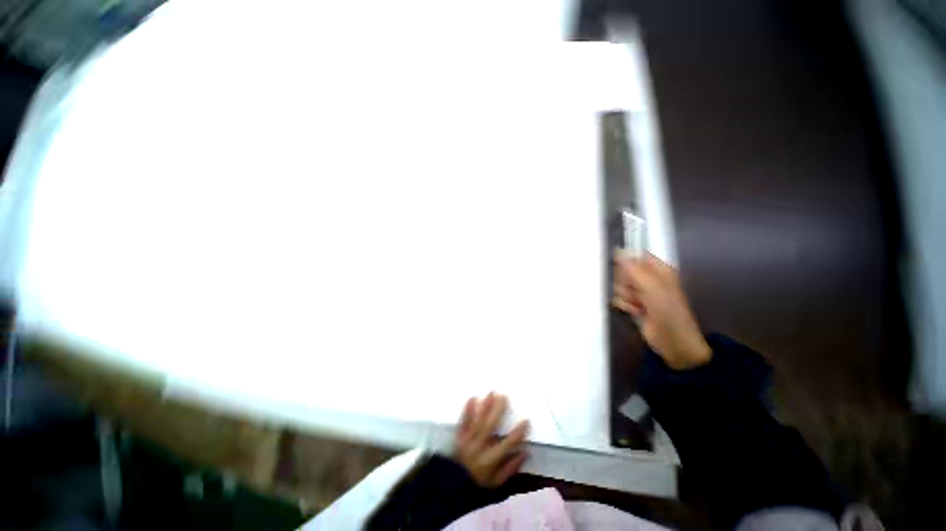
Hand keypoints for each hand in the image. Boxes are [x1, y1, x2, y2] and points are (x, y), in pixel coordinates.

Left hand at [454, 393, 529, 487]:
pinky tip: (472, 398)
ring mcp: (468, 440)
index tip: (526, 421)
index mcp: (491, 459)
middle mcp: (480, 447)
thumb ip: (511, 468)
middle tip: (504, 397)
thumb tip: (525, 452)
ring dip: (485, 406)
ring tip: (492, 392)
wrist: (453, 484)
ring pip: (478, 420)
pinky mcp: (460, 436)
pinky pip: (463, 421)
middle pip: (490, 426)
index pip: (508, 444)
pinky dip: (467, 410)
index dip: (518, 433)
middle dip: (498, 411)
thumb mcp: (497, 482)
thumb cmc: (479, 482)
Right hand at [612, 253, 711, 369]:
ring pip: (619, 285)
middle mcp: (648, 279)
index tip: (623, 271)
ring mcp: (640, 292)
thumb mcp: (652, 286)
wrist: (672, 340)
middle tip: (636, 291)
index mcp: (658, 270)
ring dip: (626, 296)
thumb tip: (618, 252)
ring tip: (638, 304)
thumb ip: (633, 269)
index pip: (636, 256)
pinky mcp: (632, 304)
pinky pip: (618, 298)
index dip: (626, 262)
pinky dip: (624, 305)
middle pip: (624, 271)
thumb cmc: (667, 310)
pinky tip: (634, 311)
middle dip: (626, 282)